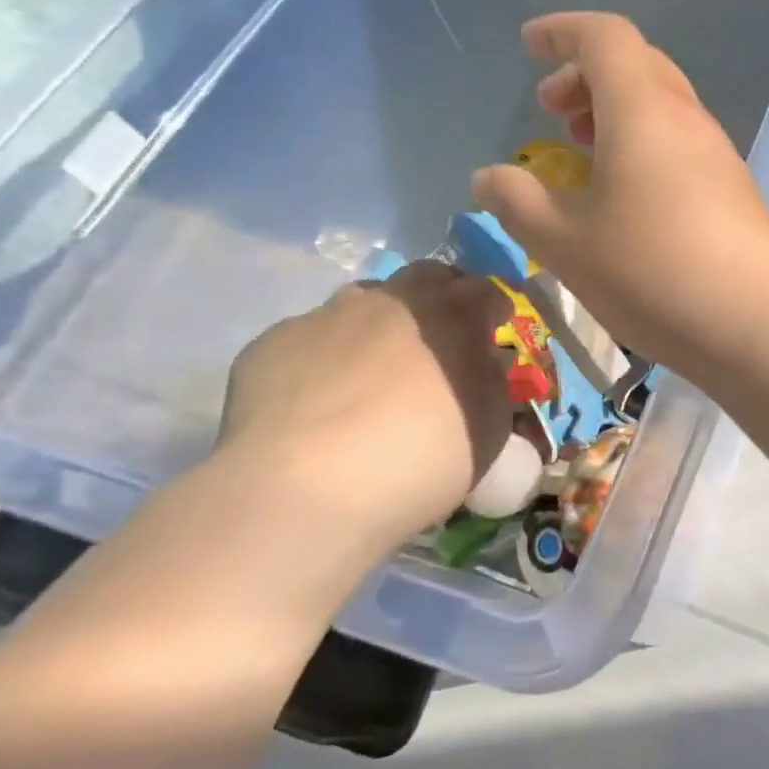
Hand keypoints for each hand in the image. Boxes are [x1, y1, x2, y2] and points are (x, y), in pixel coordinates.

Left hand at [216, 261, 512, 551]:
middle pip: (427, 277)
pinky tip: (321, 398)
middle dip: (443, 297)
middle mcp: (392, 300)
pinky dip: (329, 355)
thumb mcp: (490, 429)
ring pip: (365, 300)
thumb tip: (483, 362)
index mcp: (452, 315)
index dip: (495, 308)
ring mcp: (327, 315)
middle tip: (444, 337)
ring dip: (383, 321)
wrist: (303, 491)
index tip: (495, 330)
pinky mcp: (273, 341)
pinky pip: (313, 337)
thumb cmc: (420, 458)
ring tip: (378, 366)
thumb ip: (493, 383)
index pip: (487, 290)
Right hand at [471, 13, 768, 372]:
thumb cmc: (652, 271)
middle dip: (587, 77)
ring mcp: (720, 156)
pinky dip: (646, 150)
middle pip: (638, 67)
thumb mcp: (566, 243)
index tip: (530, 46)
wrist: (759, 321)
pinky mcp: (736, 193)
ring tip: (583, 154)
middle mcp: (687, 119)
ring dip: (618, 116)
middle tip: (552, 113)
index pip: (604, 37)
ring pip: (664, 109)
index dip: (563, 32)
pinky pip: (683, 148)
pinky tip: (628, 199)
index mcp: (643, 108)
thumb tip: (489, 178)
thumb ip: (518, 203)